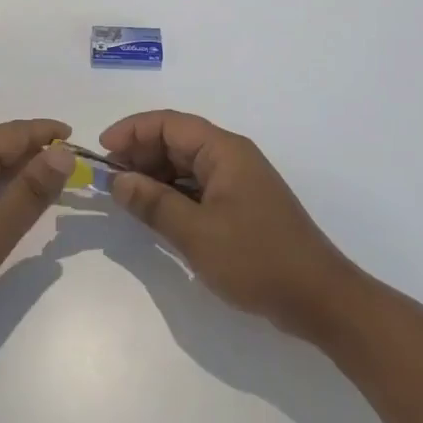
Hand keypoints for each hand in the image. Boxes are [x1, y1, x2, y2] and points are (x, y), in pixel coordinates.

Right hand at [101, 111, 353, 338]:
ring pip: (185, 165)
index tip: (102, 151)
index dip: (132, 130)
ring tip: (126, 197)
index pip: (168, 123)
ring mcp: (237, 182)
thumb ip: (153, 203)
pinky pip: (197, 187)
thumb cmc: (257, 259)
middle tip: (109, 180)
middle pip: (176, 140)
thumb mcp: (196, 233)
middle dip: (139, 154)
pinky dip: (172, 194)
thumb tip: (117, 180)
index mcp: (224, 151)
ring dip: (154, 175)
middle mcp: (231, 157)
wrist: (320, 300)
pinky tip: (155, 213)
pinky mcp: (240, 206)